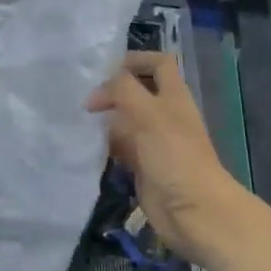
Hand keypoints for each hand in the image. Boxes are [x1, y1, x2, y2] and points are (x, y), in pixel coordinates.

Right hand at [88, 52, 246, 270]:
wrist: (194, 211)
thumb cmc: (175, 156)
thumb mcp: (148, 113)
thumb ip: (122, 91)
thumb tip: (95, 93)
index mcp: (173, 96)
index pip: (159, 63)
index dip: (136, 59)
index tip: (106, 67)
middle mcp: (164, 115)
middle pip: (138, 91)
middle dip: (112, 90)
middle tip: (83, 95)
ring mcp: (154, 142)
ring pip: (125, 121)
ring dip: (104, 119)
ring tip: (76, 119)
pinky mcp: (143, 167)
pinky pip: (120, 149)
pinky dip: (104, 146)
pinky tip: (85, 146)